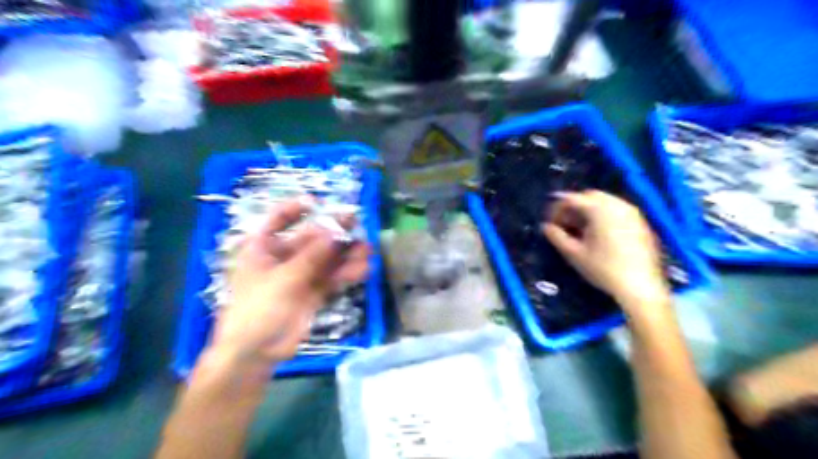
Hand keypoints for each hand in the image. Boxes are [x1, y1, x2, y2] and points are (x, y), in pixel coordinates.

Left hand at [208, 198, 368, 371]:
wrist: (255, 353)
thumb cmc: (258, 309)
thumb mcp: (284, 279)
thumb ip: (312, 255)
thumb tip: (335, 232)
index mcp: (262, 248)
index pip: (277, 220)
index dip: (295, 209)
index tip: (318, 203)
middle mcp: (282, 258)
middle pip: (310, 238)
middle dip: (333, 233)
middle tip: (357, 224)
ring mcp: (299, 276)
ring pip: (326, 259)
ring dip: (345, 254)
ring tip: (366, 250)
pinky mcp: (312, 293)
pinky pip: (331, 277)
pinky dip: (346, 273)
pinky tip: (362, 269)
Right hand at [542, 191, 666, 318]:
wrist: (640, 287)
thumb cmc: (603, 269)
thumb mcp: (574, 254)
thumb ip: (557, 236)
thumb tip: (546, 227)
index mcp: (599, 209)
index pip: (571, 199)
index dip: (556, 209)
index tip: (550, 223)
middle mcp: (617, 205)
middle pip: (589, 196)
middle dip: (574, 207)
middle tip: (564, 224)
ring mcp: (632, 213)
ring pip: (604, 202)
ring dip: (589, 211)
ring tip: (580, 230)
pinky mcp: (641, 223)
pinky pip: (617, 210)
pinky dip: (603, 216)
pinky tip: (598, 234)